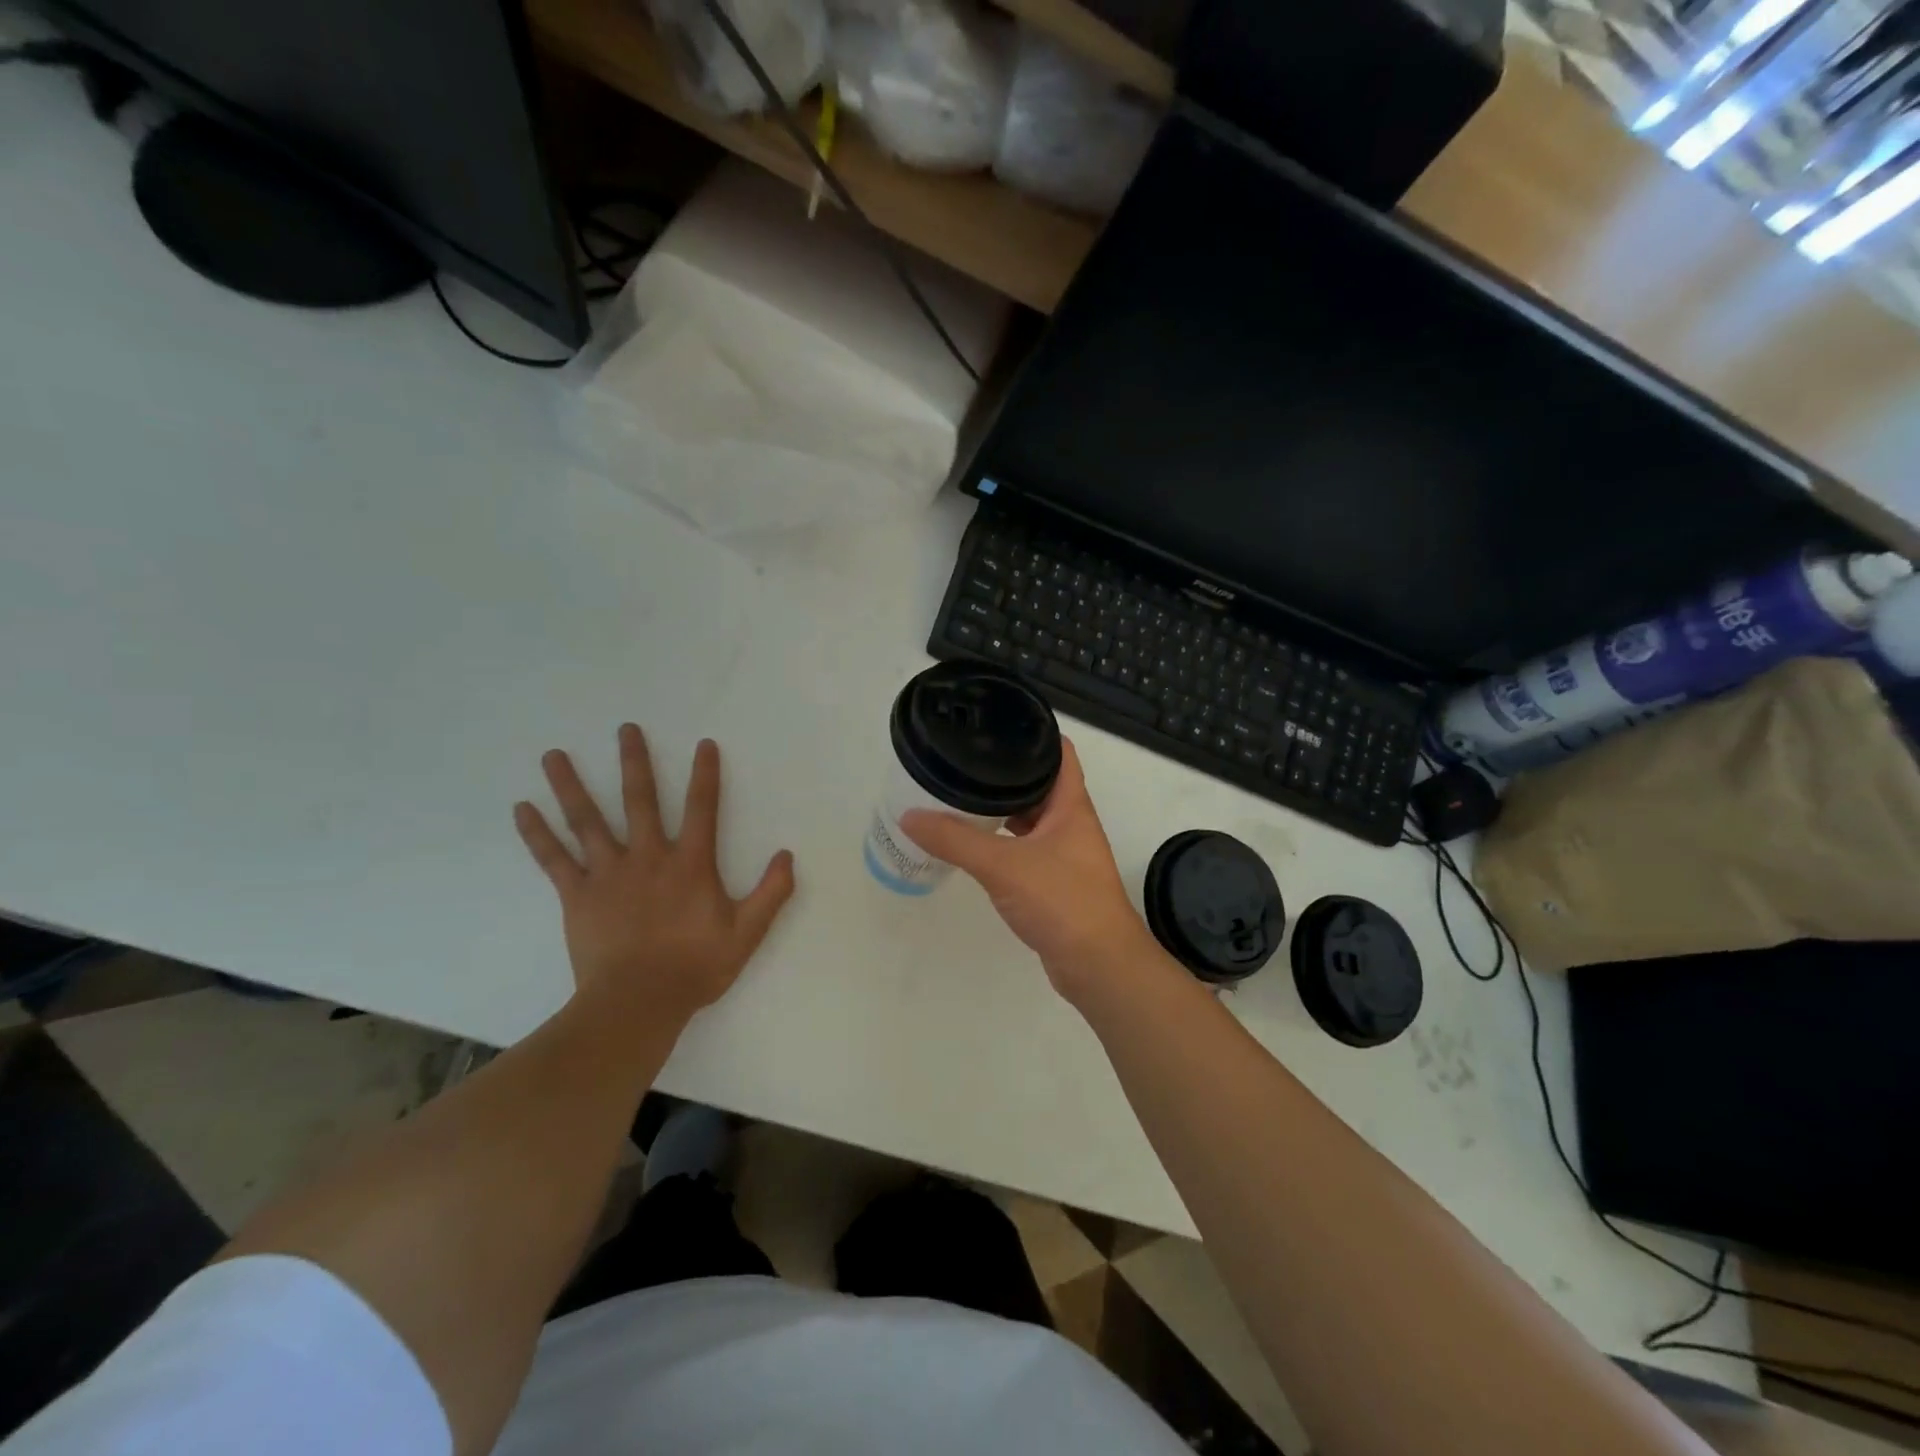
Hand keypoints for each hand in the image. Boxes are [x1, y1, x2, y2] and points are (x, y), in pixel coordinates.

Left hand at [514, 725, 795, 1024]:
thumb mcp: (747, 933)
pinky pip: (554, 860)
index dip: (705, 775)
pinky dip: (537, 834)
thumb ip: (771, 892)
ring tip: (553, 755)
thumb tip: (787, 855)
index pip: (703, 808)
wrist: (638, 1004)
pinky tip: (522, 809)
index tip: (703, 744)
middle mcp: (649, 857)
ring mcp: (609, 874)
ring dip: (571, 785)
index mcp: (691, 864)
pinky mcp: (578, 896)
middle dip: (635, 762)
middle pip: (640, 800)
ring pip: (588, 820)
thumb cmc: (695, 967)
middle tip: (625, 729)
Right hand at [899, 738, 1158, 1004]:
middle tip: (964, 760)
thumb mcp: (1003, 865)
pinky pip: (1024, 848)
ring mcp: (1065, 853)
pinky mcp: (1055, 881)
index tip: (995, 722)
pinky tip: (975, 844)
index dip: (1033, 732)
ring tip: (961, 796)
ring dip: (1002, 809)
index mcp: (1070, 805)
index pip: (1058, 751)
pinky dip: (1002, 842)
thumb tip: (909, 816)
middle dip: (1006, 772)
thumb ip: (955, 840)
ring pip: (1030, 819)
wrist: (1098, 966)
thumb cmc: (1062, 901)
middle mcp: (1071, 823)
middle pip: (1040, 784)